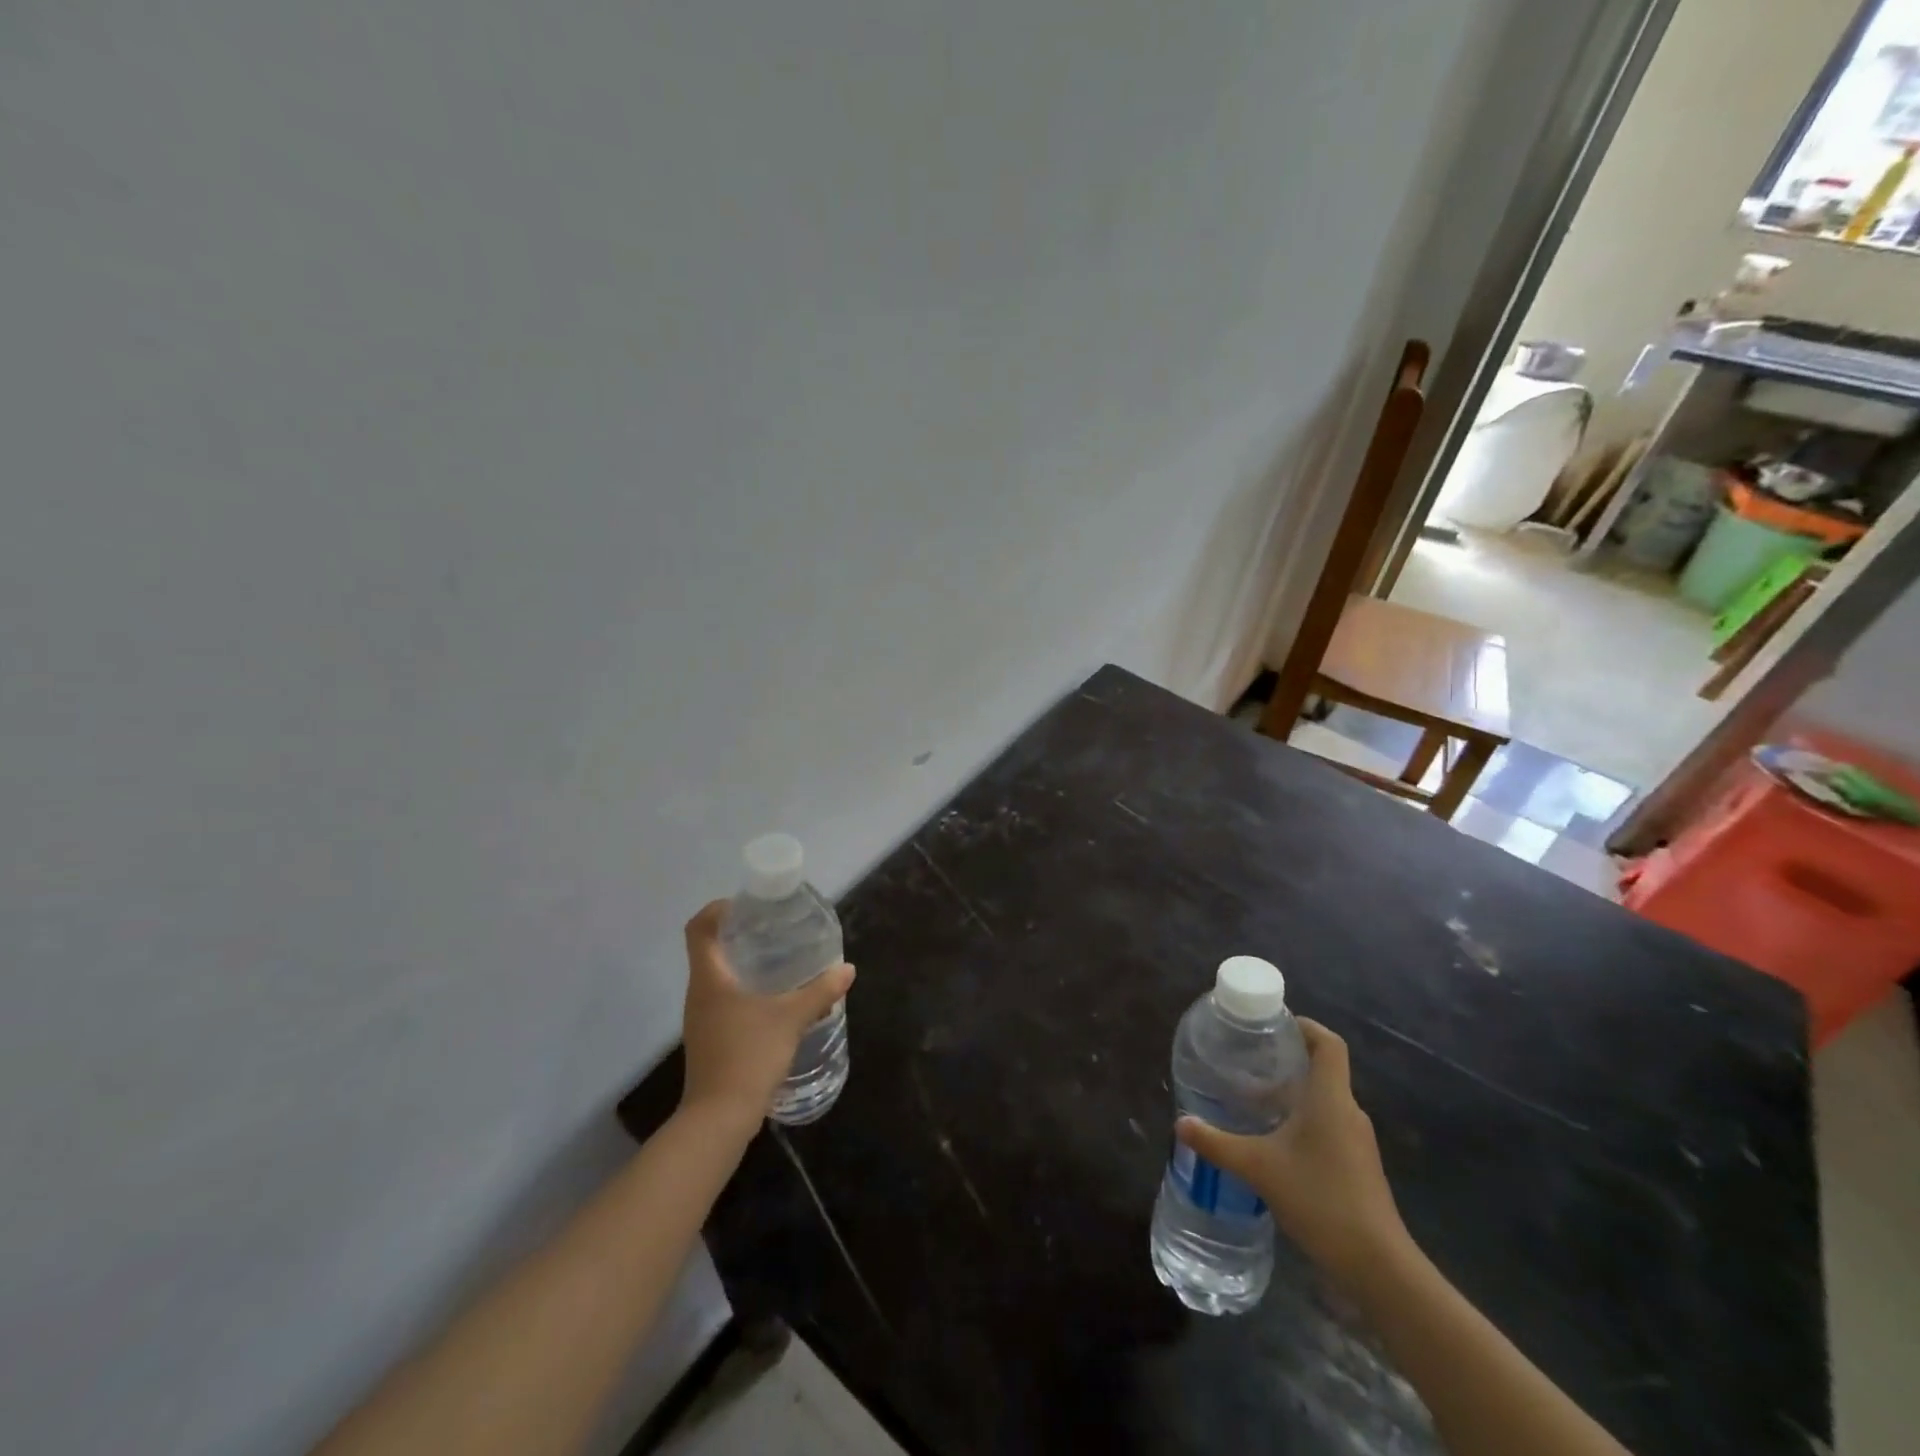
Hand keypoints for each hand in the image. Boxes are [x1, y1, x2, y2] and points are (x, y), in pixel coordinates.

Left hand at [678, 900, 854, 1130]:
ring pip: (717, 977)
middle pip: (708, 950)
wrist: (720, 1118)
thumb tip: (847, 970)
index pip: (698, 929)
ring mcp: (701, 1019)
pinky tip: (772, 1000)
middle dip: (737, 934)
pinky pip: (723, 1001)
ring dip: (742, 964)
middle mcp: (699, 993)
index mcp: (709, 978)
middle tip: (772, 928)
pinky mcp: (710, 1039)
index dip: (717, 910)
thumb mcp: (791, 1018)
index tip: (746, 905)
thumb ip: (820, 991)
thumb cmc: (749, 1055)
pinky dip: (744, 990)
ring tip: (777, 959)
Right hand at [1176, 1019, 1407, 1285]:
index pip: (1328, 1043)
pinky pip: (1327, 1126)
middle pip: (1321, 1069)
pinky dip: (1300, 1121)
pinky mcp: (1356, 1166)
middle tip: (1247, 1059)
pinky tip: (1273, 1141)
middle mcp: (1347, 1111)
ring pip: (1322, 1101)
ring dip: (1291, 1094)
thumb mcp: (1258, 1167)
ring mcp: (1356, 1141)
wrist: (1378, 1266)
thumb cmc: (1321, 1199)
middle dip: (1285, 1060)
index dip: (1304, 1026)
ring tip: (1251, 1099)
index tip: (1272, 1024)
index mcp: (1330, 1098)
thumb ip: (1217, 1143)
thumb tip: (1180, 1122)